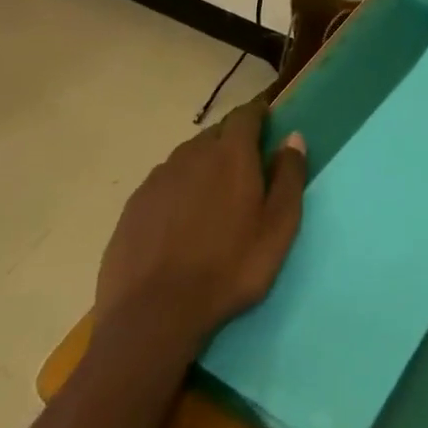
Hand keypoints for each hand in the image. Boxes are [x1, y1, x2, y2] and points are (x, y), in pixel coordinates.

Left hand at [94, 99, 306, 348]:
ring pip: (188, 157)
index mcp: (231, 154)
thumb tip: (293, 137)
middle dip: (232, 140)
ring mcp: (158, 178)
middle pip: (216, 134)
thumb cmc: (229, 268)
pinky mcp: (134, 204)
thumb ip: (289, 177)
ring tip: (213, 195)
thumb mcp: (278, 228)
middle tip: (245, 166)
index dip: (258, 113)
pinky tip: (180, 219)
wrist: (154, 314)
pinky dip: (178, 189)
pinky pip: (164, 182)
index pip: (246, 115)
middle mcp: (192, 154)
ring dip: (204, 165)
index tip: (267, 120)